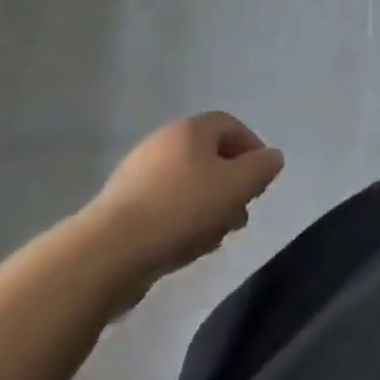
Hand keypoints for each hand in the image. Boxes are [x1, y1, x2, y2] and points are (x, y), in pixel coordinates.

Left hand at [84, 112, 284, 294]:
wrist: (107, 254)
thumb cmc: (182, 208)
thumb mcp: (238, 185)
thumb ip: (262, 168)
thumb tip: (272, 158)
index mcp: (190, 129)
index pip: (231, 125)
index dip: (252, 148)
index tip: (261, 180)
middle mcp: (161, 143)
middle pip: (208, 156)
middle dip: (230, 184)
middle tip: (241, 213)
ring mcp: (135, 176)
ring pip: (186, 184)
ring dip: (207, 206)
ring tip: (215, 237)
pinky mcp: (118, 209)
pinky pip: (162, 207)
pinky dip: (180, 221)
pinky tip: (184, 248)